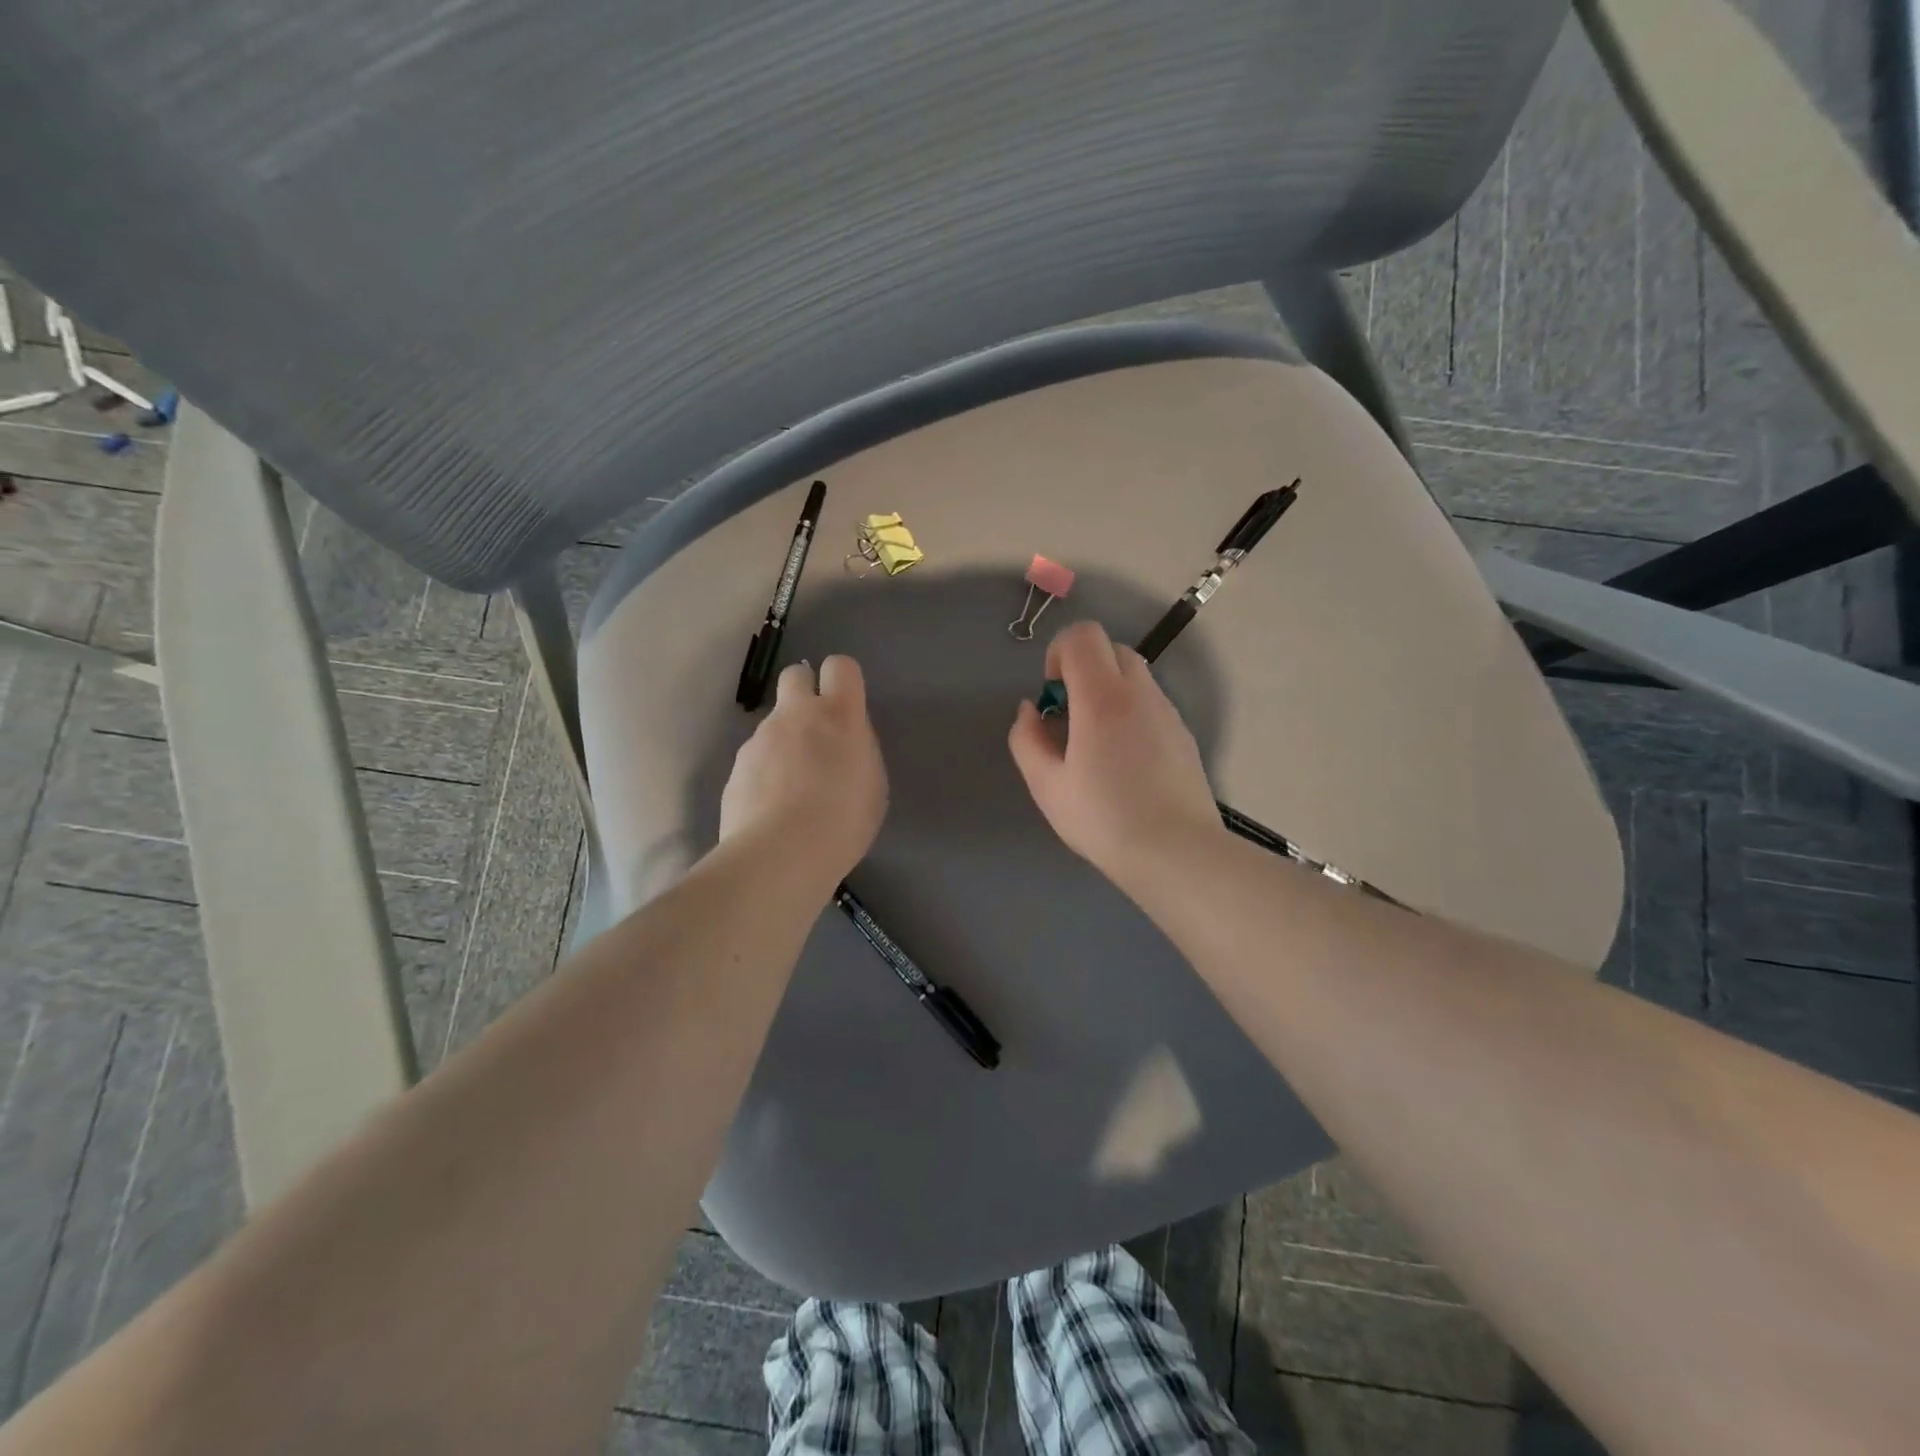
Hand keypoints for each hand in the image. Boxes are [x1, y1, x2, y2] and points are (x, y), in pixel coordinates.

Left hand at [720, 656, 887, 885]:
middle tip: (816, 733)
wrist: (781, 855)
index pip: (840, 667)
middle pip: (795, 676)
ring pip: (773, 724)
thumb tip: (842, 743)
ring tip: (793, 789)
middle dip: (805, 693)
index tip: (847, 706)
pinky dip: (764, 773)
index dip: (843, 680)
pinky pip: (755, 759)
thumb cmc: (843, 821)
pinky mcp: (736, 767)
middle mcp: (795, 715)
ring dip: (784, 742)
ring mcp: (760, 739)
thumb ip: (858, 750)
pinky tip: (772, 808)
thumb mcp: (872, 784)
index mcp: (838, 716)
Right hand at [1007, 621, 1224, 882]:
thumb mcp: (1046, 785)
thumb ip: (1027, 738)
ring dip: (1108, 690)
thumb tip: (1030, 709)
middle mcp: (1140, 693)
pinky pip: (1152, 703)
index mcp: (1102, 697)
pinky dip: (1131, 711)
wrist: (1176, 853)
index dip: (1059, 652)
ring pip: (1135, 675)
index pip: (1083, 636)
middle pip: (1111, 648)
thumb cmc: (1104, 819)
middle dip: (1084, 668)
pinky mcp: (1184, 734)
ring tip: (1096, 743)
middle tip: (1070, 716)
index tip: (1052, 693)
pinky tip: (1125, 761)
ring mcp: (1168, 712)